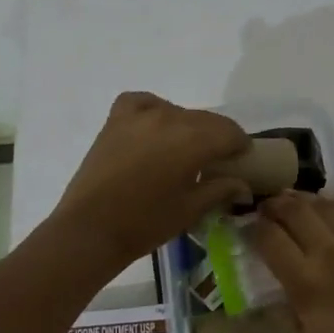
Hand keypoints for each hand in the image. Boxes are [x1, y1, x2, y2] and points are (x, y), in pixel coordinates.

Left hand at [52, 93, 251, 272]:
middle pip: (206, 120)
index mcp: (193, 140)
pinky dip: (154, 109)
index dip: (241, 145)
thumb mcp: (191, 210)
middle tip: (217, 161)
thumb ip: (221, 190)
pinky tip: (155, 126)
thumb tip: (243, 185)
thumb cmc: (146, 223)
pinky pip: (142, 102)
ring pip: (178, 112)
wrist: (90, 230)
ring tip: (185, 150)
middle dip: (218, 138)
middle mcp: (169, 118)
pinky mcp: (116, 120)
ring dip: (189, 127)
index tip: (242, 160)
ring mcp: (140, 116)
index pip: (230, 132)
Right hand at [252, 192, 333, 332]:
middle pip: (296, 211)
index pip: (270, 238)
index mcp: (307, 284)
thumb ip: (289, 312)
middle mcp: (332, 256)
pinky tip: (325, 214)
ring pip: (326, 207)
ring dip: (303, 201)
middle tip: (264, 208)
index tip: (245, 227)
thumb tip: (283, 289)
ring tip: (290, 202)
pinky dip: (333, 210)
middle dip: (274, 205)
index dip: (253, 228)